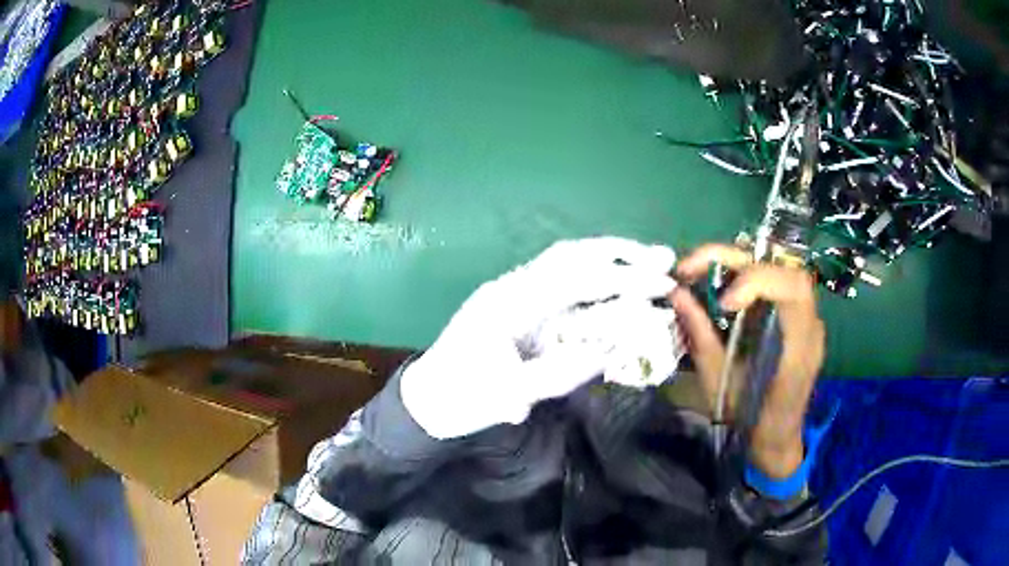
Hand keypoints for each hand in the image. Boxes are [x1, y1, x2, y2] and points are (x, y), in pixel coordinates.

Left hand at [402, 237, 678, 438]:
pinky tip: (617, 285)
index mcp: (508, 302)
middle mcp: (513, 287)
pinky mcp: (521, 307)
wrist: (427, 400)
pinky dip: (595, 279)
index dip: (622, 279)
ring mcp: (516, 294)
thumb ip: (559, 373)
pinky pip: (563, 283)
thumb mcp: (508, 395)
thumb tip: (610, 350)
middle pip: (572, 255)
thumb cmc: (461, 398)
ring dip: (609, 259)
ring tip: (649, 261)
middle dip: (620, 253)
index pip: (574, 279)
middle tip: (664, 256)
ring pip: (568, 263)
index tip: (662, 283)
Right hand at [671, 244, 824, 477]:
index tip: (722, 302)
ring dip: (738, 263)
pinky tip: (720, 289)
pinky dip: (744, 276)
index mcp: (799, 347)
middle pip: (785, 267)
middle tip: (691, 268)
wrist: (776, 439)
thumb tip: (677, 294)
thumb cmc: (750, 421)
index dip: (756, 280)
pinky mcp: (796, 318)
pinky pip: (774, 282)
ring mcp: (806, 318)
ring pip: (779, 267)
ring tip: (699, 273)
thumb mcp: (719, 384)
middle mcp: (810, 324)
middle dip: (736, 259)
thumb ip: (701, 337)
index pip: (793, 288)